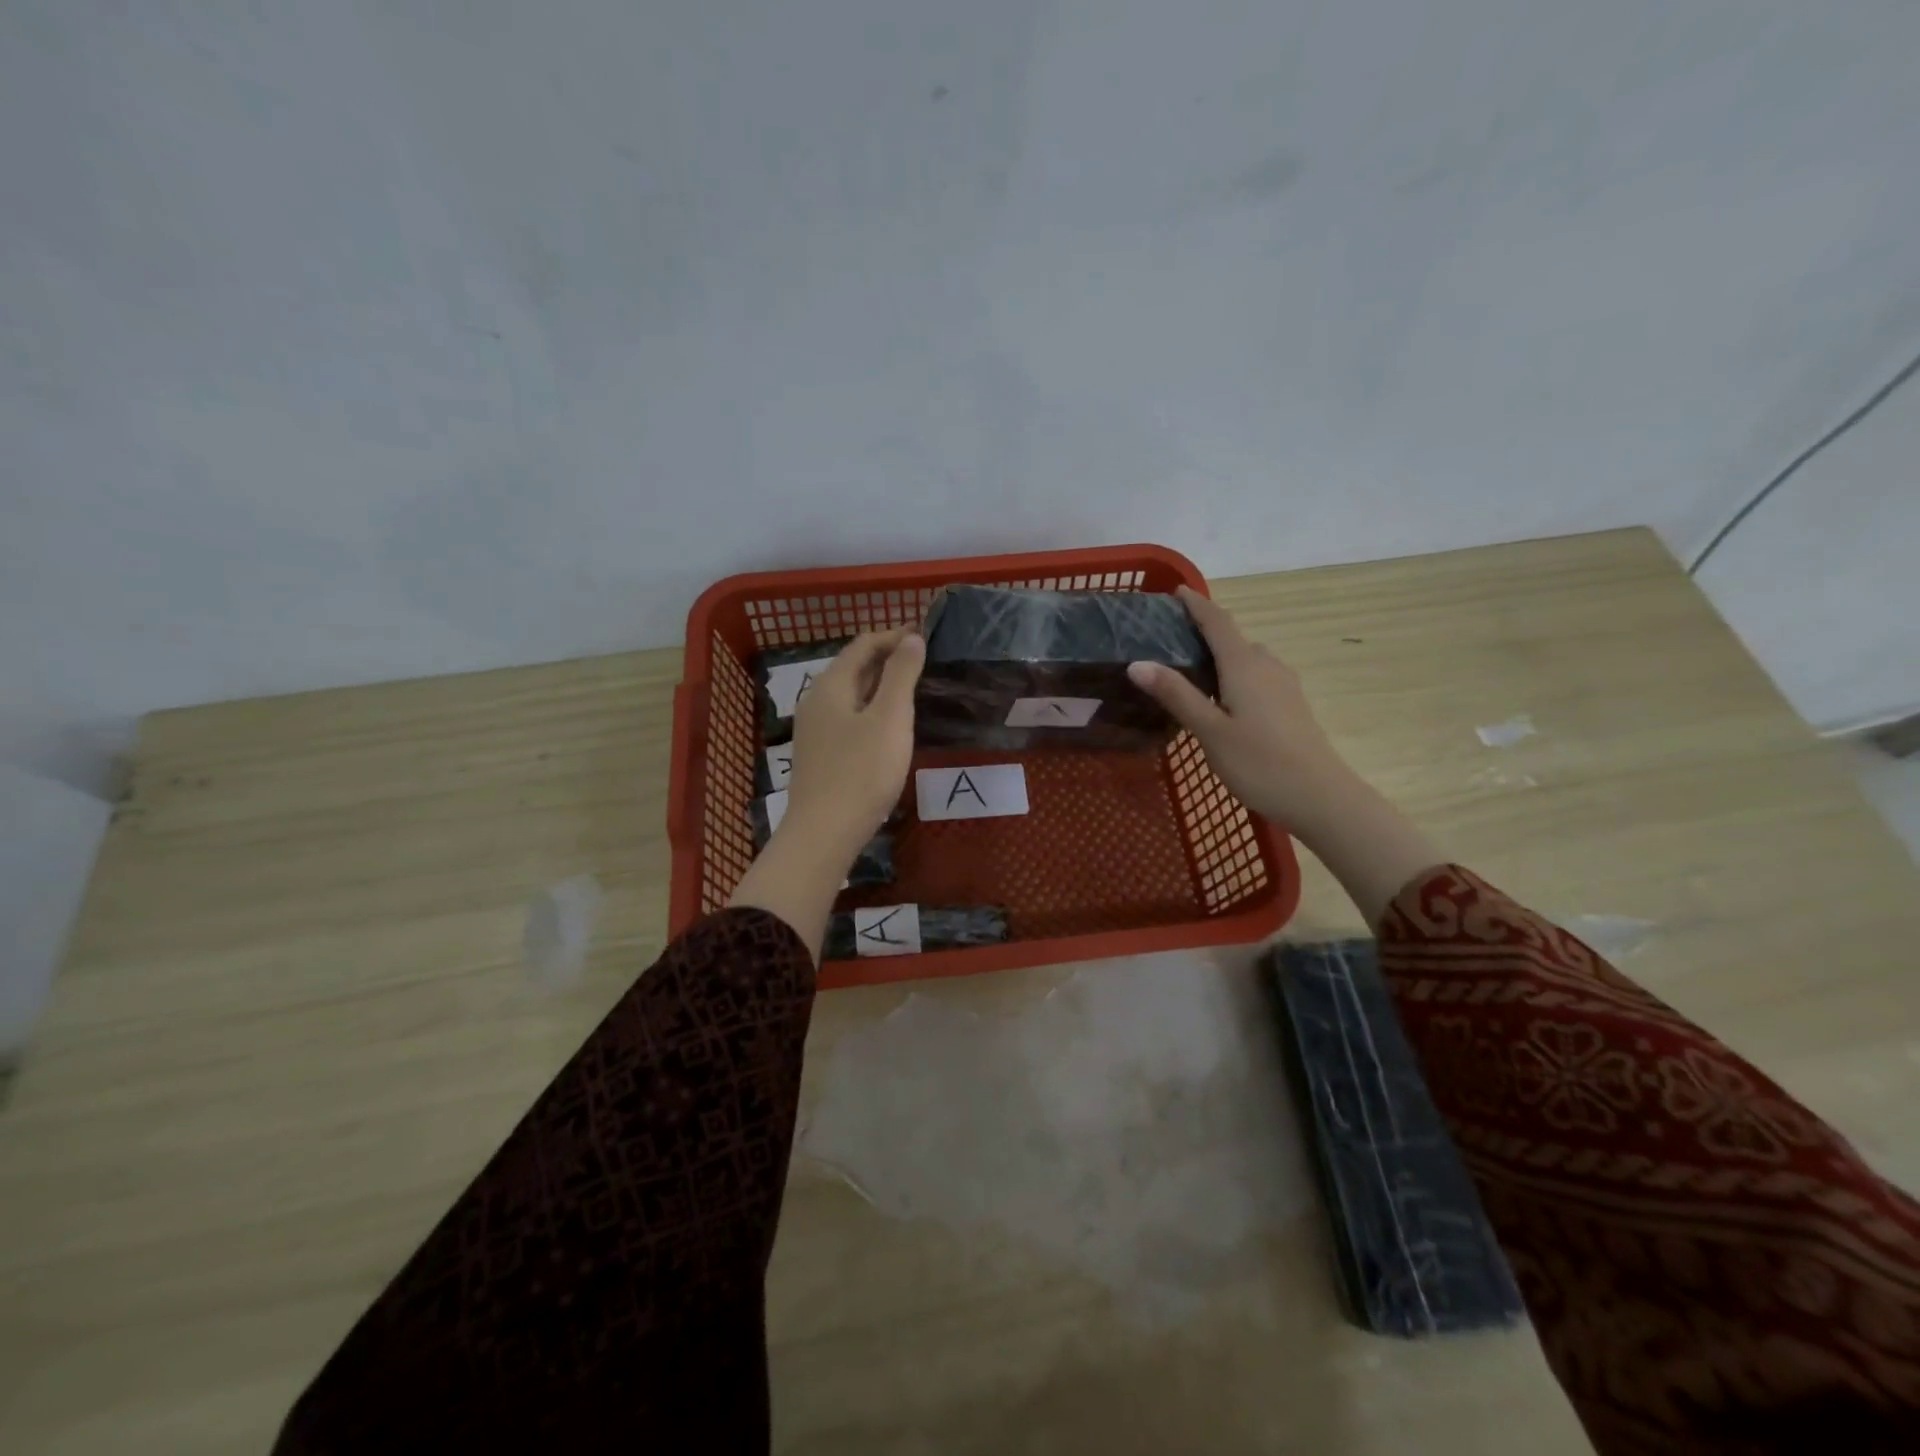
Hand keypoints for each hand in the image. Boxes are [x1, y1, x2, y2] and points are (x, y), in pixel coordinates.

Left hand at [782, 627, 924, 863]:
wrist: (824, 833)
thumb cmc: (861, 772)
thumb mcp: (890, 719)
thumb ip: (901, 675)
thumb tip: (911, 638)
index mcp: (831, 685)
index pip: (862, 645)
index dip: (894, 636)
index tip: (924, 635)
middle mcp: (816, 701)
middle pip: (853, 667)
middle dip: (887, 659)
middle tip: (922, 661)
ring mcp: (814, 730)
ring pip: (850, 694)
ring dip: (879, 685)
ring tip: (911, 690)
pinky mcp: (819, 754)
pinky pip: (847, 717)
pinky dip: (870, 709)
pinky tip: (888, 727)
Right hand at [1128, 587, 1440, 925]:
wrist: (1320, 796)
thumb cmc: (1259, 763)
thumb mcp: (1209, 731)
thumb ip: (1176, 694)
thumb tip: (1137, 663)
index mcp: (1245, 666)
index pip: (1218, 622)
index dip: (1197, 604)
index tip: (1176, 591)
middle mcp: (1267, 666)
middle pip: (1234, 638)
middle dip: (1206, 630)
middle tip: (1173, 637)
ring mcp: (1284, 686)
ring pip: (1248, 658)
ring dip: (1222, 654)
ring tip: (1193, 668)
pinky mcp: (1291, 706)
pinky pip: (1258, 676)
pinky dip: (1236, 674)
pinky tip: (1223, 698)